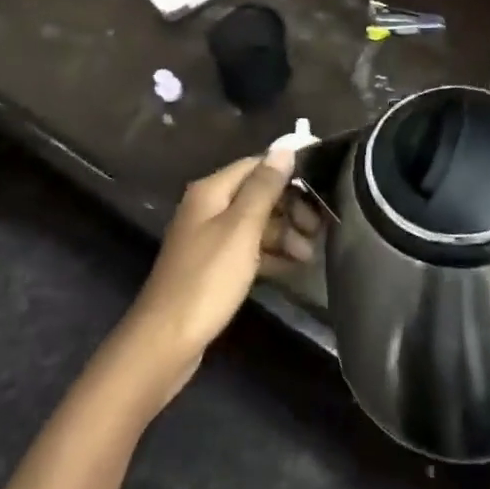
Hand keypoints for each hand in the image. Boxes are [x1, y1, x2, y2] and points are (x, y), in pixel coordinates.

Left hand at [120, 151, 320, 394]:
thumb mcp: (241, 228)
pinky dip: (271, 254)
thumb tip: (285, 147)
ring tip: (309, 254)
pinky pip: (249, 249)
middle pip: (258, 194)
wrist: (166, 341)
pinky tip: (293, 267)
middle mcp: (208, 207)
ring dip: (285, 233)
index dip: (289, 172)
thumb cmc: (207, 278)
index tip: (322, 186)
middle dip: (290, 207)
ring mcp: (210, 238)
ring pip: (256, 223)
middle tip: (318, 228)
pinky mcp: (214, 267)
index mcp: (212, 190)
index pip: (257, 165)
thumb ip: (264, 187)